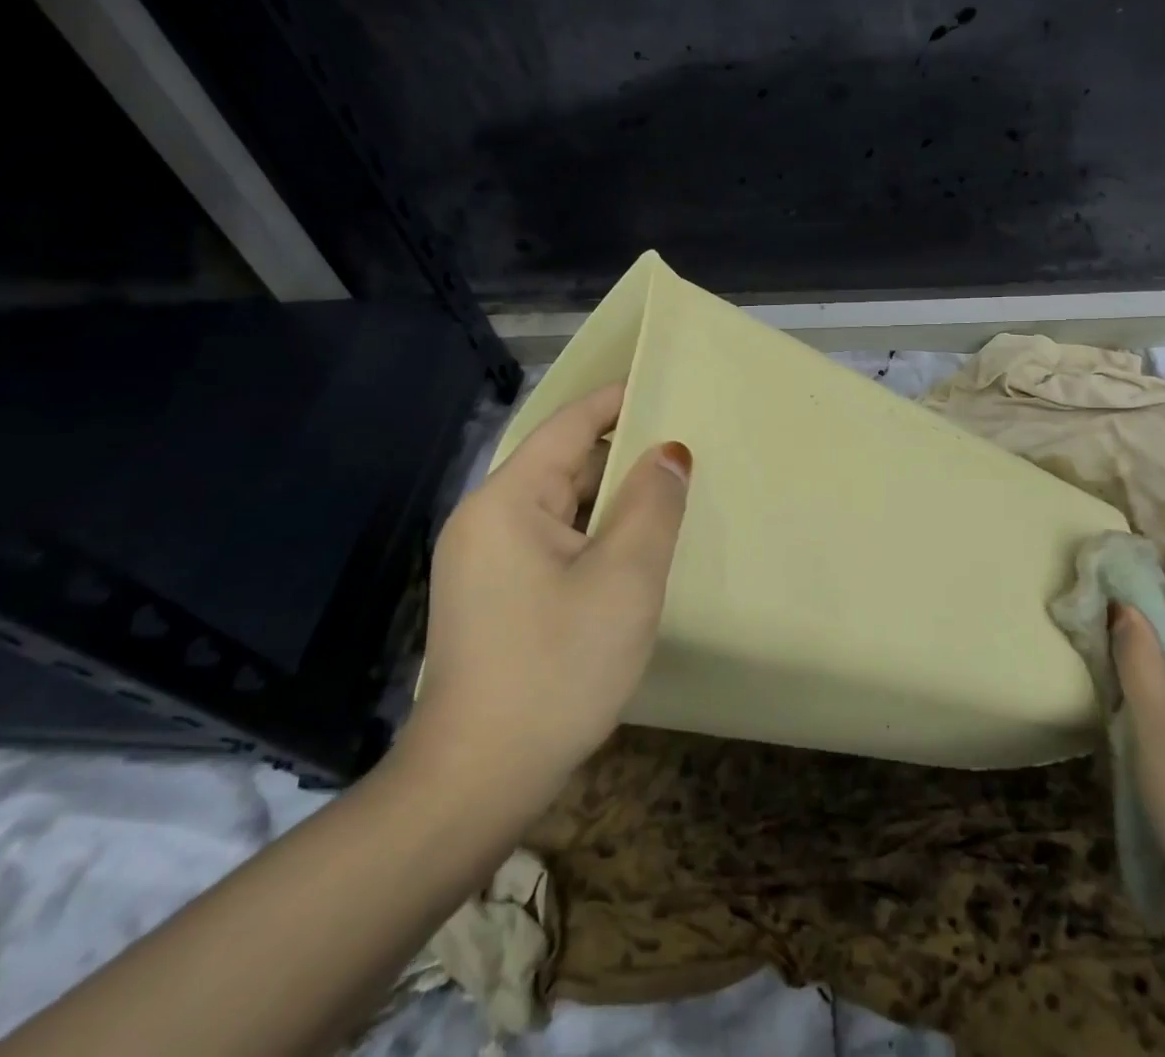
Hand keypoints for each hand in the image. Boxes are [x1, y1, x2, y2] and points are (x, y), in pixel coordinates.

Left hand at [403, 383, 691, 811]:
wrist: (478, 780)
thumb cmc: (557, 667)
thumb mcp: (624, 579)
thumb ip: (652, 503)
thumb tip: (670, 451)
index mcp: (508, 501)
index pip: (569, 426)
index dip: (617, 400)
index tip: (666, 383)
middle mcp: (487, 520)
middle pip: (564, 464)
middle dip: (623, 452)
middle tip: (686, 447)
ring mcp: (486, 562)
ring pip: (561, 507)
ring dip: (612, 499)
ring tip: (670, 493)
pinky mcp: (495, 597)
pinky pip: (553, 542)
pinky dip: (594, 534)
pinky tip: (633, 550)